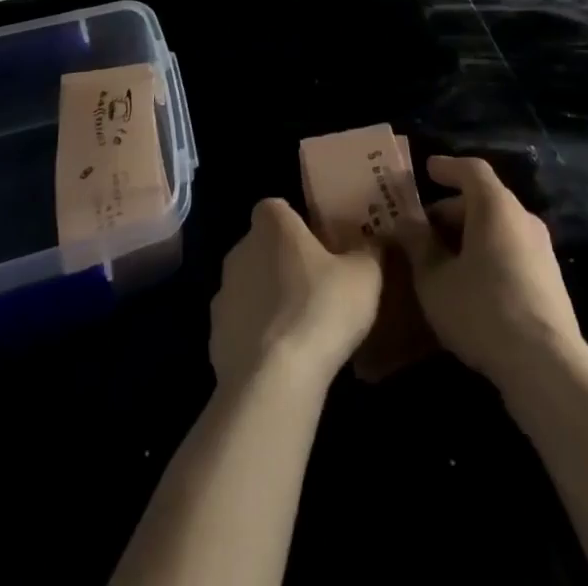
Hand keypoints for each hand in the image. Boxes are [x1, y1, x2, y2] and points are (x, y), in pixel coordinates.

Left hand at [209, 198, 381, 394]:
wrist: (274, 379)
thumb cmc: (321, 308)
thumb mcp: (365, 275)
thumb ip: (368, 252)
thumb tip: (372, 244)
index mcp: (272, 225)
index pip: (277, 208)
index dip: (296, 223)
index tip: (319, 244)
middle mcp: (240, 250)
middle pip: (262, 247)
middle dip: (284, 262)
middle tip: (317, 285)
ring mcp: (223, 295)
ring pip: (250, 287)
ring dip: (269, 300)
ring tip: (302, 327)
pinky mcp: (215, 337)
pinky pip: (242, 326)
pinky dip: (258, 336)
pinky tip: (283, 358)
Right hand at [401, 155, 583, 389]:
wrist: (547, 366)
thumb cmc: (482, 310)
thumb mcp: (435, 280)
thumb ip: (418, 246)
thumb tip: (406, 224)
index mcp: (495, 206)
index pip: (471, 170)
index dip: (447, 168)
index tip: (428, 169)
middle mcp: (523, 218)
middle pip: (485, 200)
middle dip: (452, 210)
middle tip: (423, 230)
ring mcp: (541, 250)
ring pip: (499, 228)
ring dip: (469, 236)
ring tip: (442, 260)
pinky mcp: (550, 280)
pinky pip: (511, 251)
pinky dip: (487, 254)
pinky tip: (470, 285)